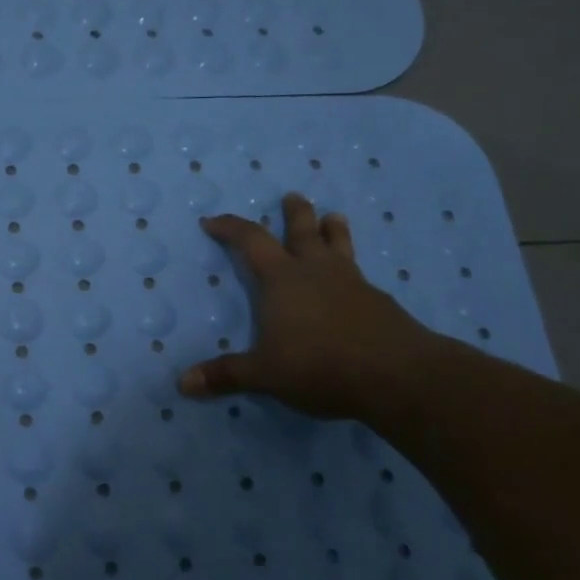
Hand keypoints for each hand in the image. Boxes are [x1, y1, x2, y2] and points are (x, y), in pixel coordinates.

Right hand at [178, 194, 442, 422]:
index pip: (250, 240)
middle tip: (292, 197)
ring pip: (339, 245)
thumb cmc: (320, 366)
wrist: (397, 375)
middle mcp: (316, 271)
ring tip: (334, 217)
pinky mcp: (379, 301)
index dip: (229, 228)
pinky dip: (351, 268)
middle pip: (303, 230)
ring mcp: (352, 283)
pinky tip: (354, 281)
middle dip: (295, 213)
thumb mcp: (265, 374)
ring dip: (333, 230)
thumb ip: (226, 375)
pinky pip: (359, 274)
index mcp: (282, 280)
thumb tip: (183, 383)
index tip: (212, 221)